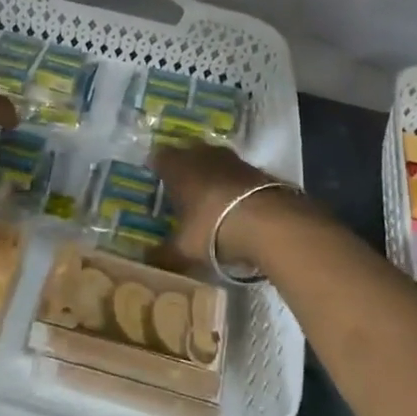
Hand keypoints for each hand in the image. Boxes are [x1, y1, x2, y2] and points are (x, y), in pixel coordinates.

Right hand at [151, 142, 308, 273]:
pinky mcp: (258, 170)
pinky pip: (237, 173)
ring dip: (211, 174)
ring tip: (208, 196)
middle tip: (180, 187)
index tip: (154, 179)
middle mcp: (203, 155)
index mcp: (178, 167)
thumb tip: (145, 261)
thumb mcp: (184, 249)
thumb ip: (164, 254)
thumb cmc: (213, 229)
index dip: (156, 167)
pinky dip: (233, 184)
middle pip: (188, 153)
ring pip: (215, 160)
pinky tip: (235, 204)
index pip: (159, 157)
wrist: (271, 223)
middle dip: (184, 167)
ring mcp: (233, 159)